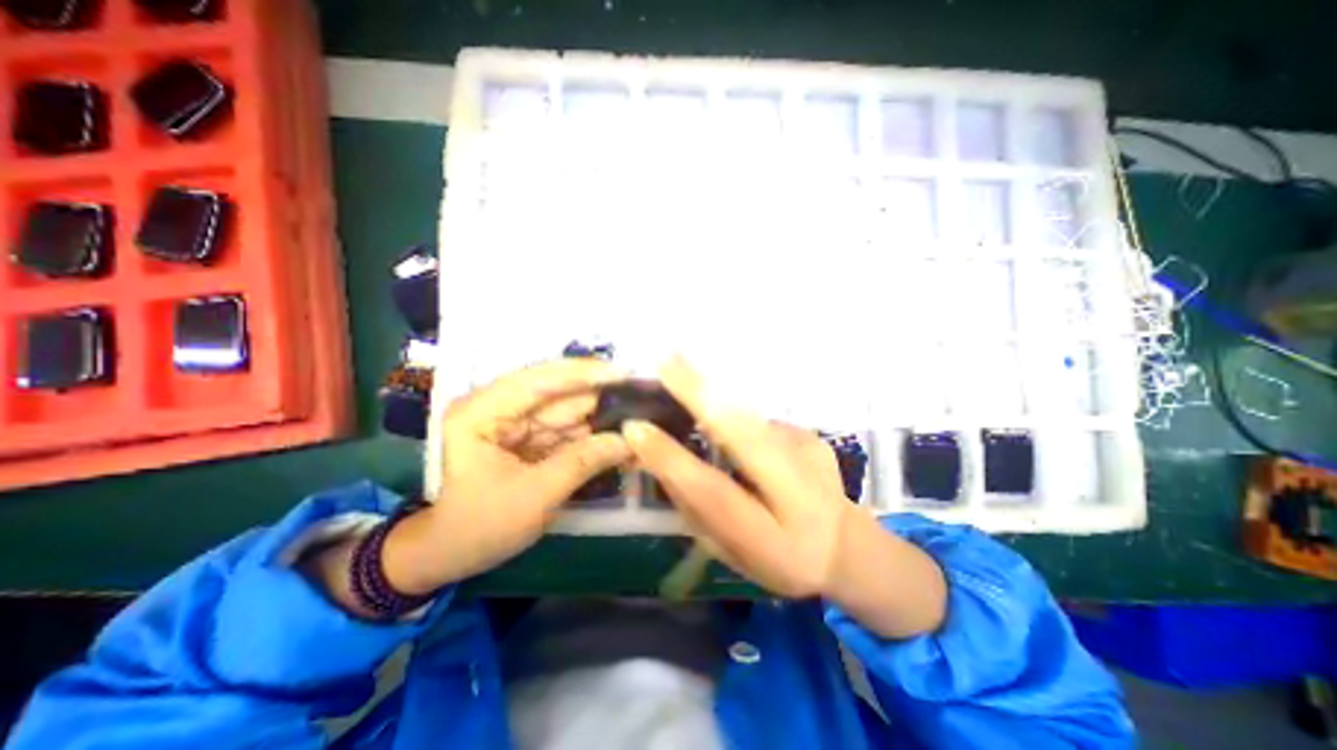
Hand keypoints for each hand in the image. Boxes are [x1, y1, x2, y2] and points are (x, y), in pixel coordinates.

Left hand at [373, 362, 630, 594]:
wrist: (446, 555)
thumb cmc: (477, 527)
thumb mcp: (533, 497)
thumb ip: (583, 462)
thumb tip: (629, 440)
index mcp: (483, 411)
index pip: (540, 379)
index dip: (584, 374)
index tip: (625, 372)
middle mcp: (499, 407)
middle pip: (559, 393)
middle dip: (601, 397)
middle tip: (643, 396)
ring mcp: (516, 422)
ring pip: (569, 412)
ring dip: (603, 418)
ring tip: (640, 417)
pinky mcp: (529, 439)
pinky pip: (568, 432)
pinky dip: (594, 436)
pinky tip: (621, 439)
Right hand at [623, 356, 943, 637]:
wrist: (848, 547)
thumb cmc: (779, 560)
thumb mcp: (732, 554)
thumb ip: (696, 510)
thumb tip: (660, 460)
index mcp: (773, 539)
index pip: (715, 494)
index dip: (673, 460)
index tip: (636, 428)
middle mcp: (799, 490)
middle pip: (745, 435)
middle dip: (702, 395)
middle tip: (666, 361)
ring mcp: (810, 454)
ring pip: (750, 419)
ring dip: (713, 393)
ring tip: (678, 365)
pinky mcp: (810, 434)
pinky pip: (758, 422)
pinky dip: (733, 412)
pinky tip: (719, 410)